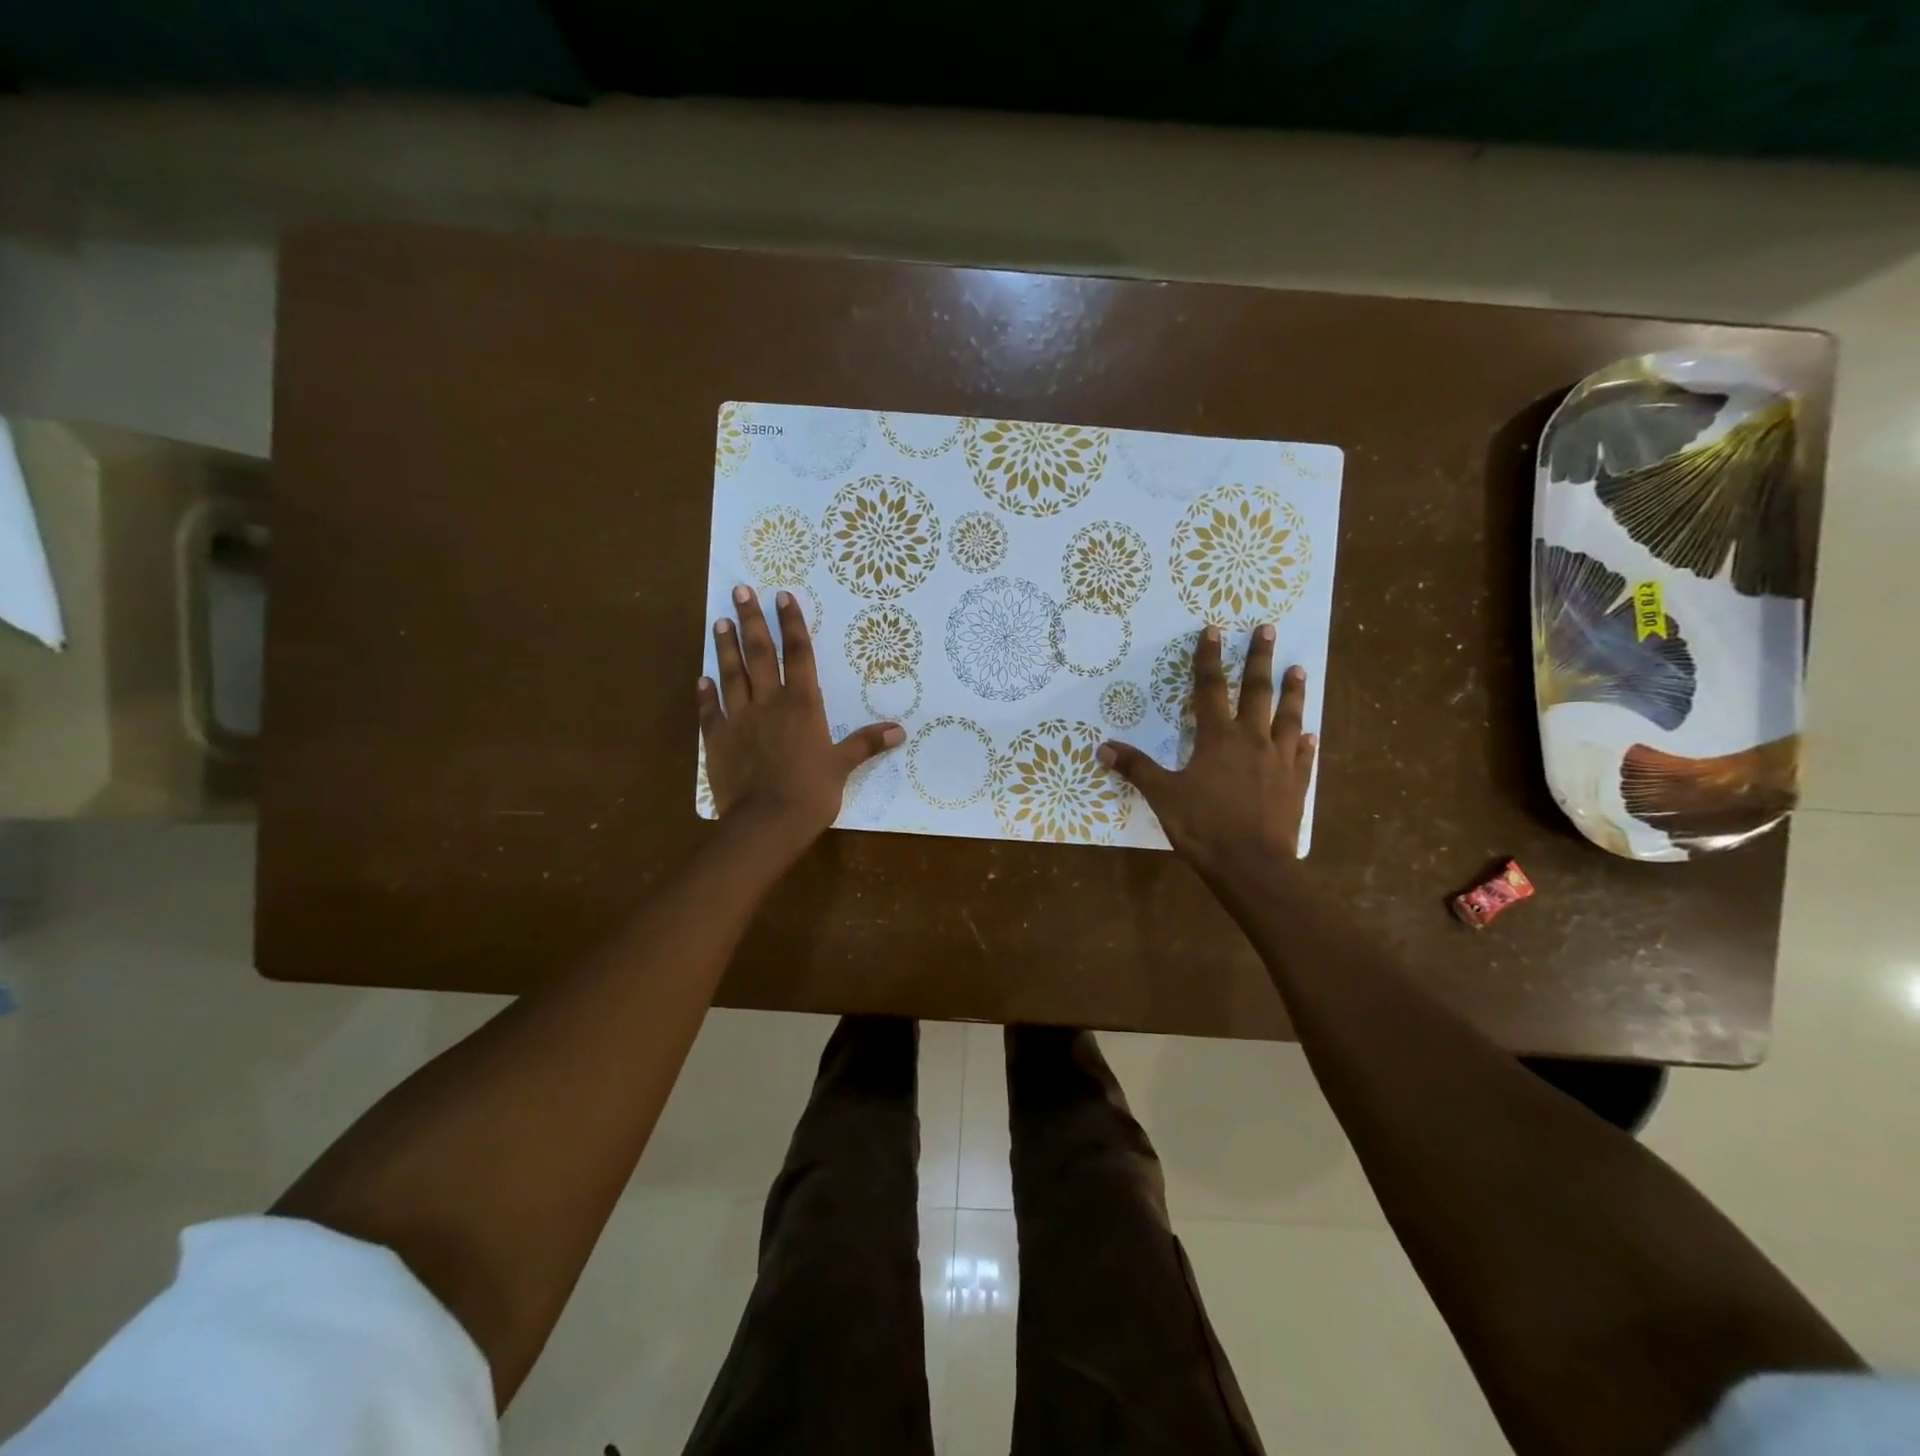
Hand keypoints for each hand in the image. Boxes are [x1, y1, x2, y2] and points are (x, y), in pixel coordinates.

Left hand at [700, 586, 903, 847]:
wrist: (766, 822)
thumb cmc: (811, 792)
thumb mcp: (843, 766)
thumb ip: (867, 744)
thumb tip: (900, 730)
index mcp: (802, 704)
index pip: (798, 654)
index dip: (792, 624)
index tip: (782, 596)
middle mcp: (768, 702)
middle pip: (759, 653)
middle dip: (751, 620)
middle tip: (741, 590)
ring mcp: (739, 719)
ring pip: (731, 674)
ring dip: (725, 647)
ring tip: (718, 621)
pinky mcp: (717, 740)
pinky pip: (709, 711)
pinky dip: (705, 694)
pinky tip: (701, 679)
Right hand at [1097, 624, 1317, 874]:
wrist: (1252, 866)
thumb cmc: (1204, 827)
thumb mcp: (1163, 796)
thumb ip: (1136, 768)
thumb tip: (1103, 746)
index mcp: (1218, 738)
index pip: (1211, 688)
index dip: (1209, 658)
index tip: (1214, 631)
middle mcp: (1253, 739)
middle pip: (1258, 691)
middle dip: (1259, 658)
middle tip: (1267, 628)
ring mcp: (1280, 760)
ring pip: (1289, 716)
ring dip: (1293, 691)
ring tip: (1298, 668)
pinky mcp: (1296, 783)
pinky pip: (1304, 755)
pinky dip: (1306, 741)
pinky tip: (1311, 734)